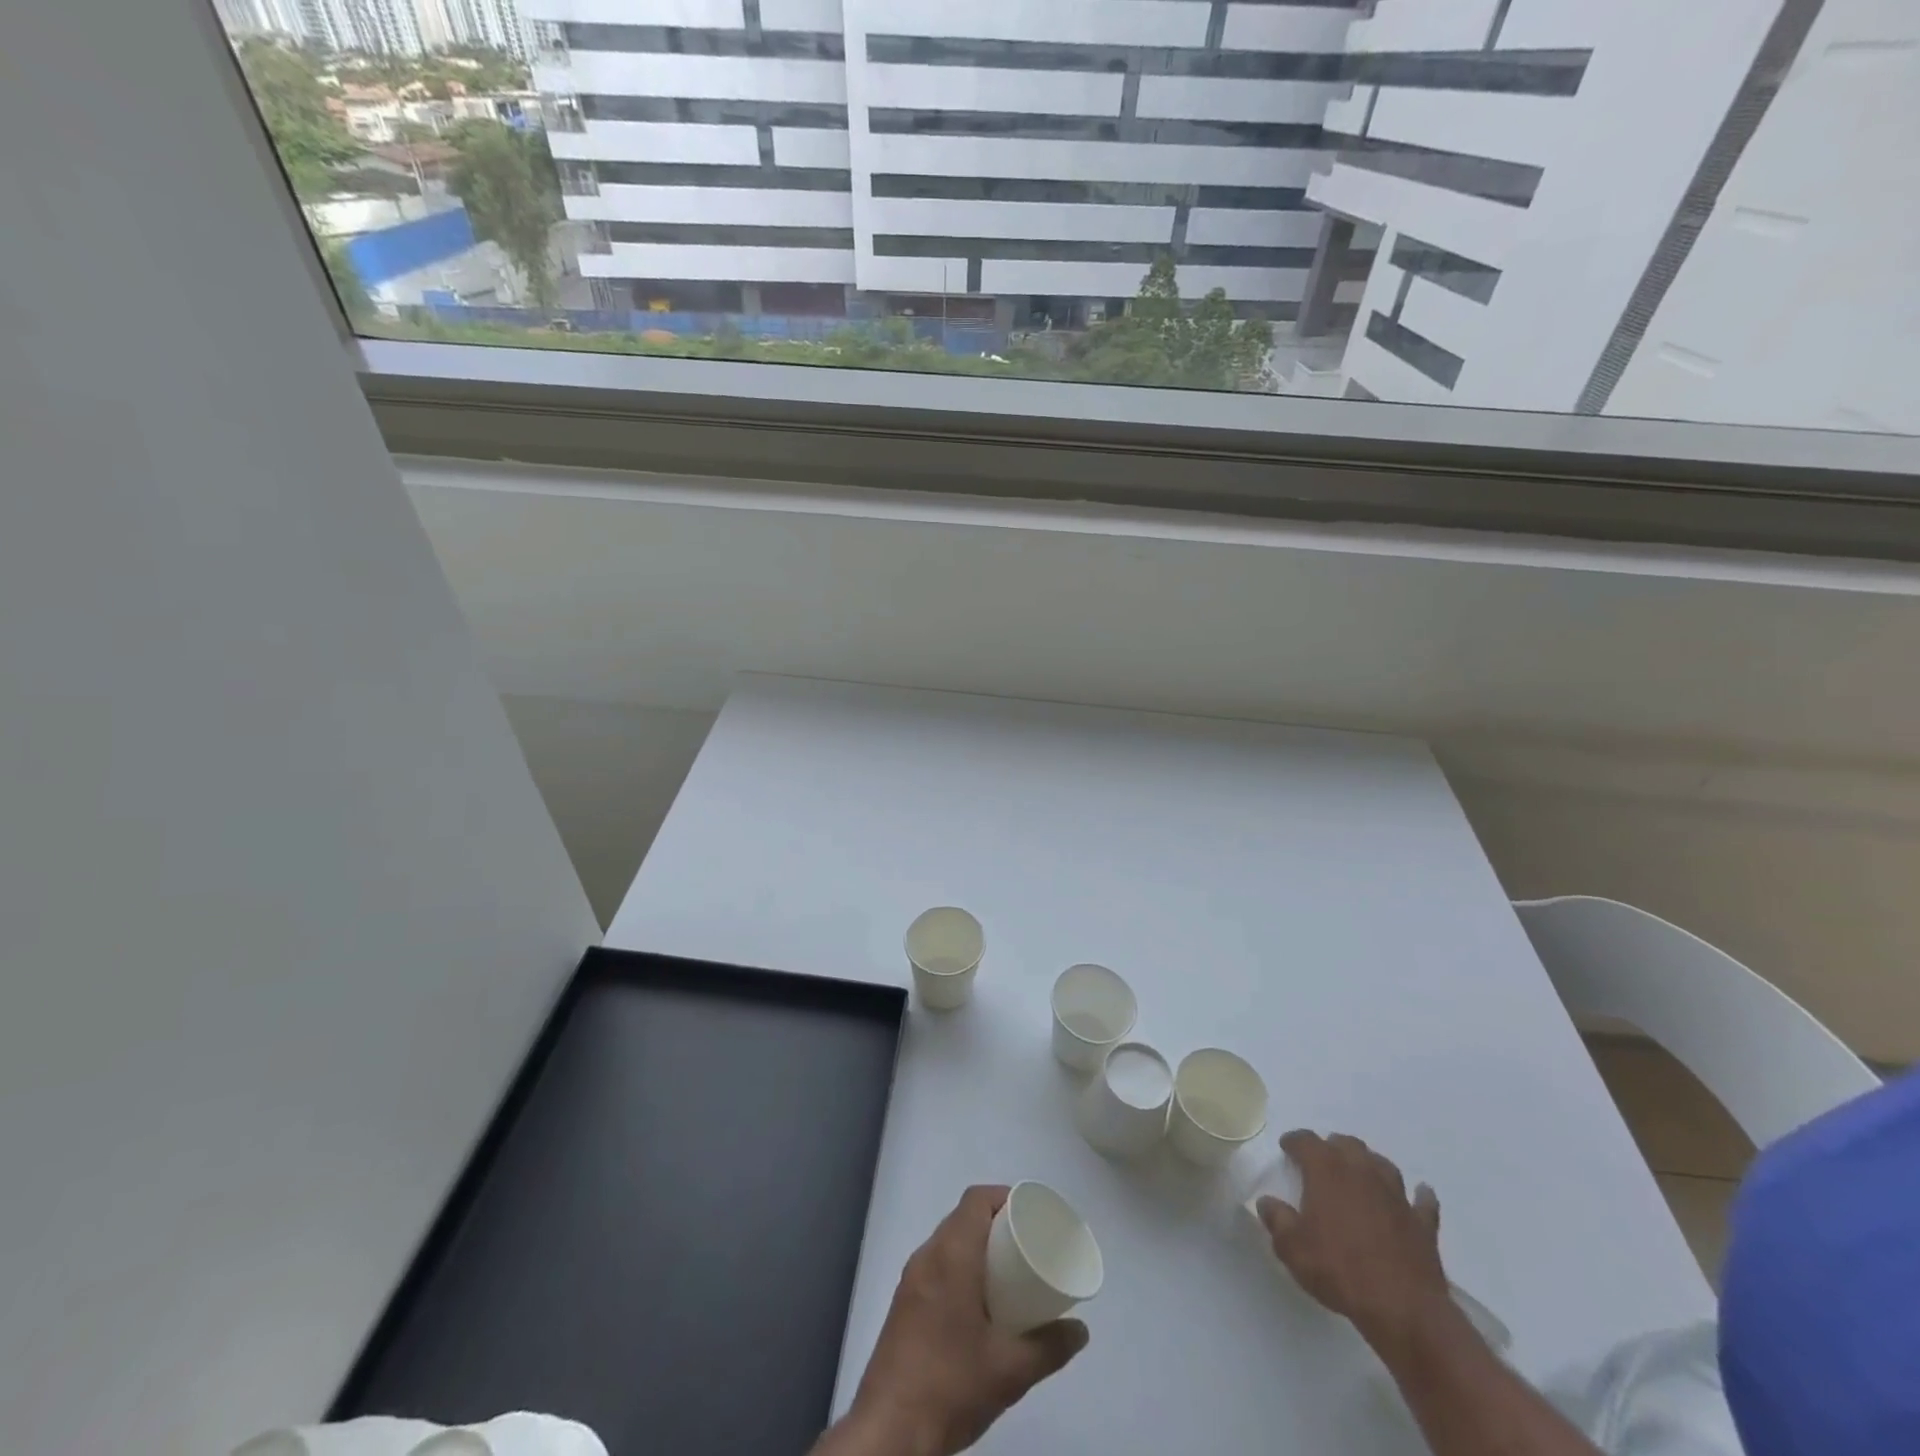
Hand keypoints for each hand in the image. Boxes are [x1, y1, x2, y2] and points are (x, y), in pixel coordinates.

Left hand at [831, 1185, 1088, 1455]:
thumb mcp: (1011, 1369)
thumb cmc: (952, 1384)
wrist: (890, 1431)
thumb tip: (1079, 1329)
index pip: (976, 1200)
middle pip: (962, 1217)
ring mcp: (910, 1280)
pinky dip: (960, 1268)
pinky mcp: (903, 1304)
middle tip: (1026, 1246)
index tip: (1030, 1215)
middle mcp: (927, 1256)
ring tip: (1008, 1274)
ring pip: (947, 1243)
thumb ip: (1050, 1346)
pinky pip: (936, 1266)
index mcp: (951, 1254)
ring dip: (976, 1247)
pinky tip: (979, 1303)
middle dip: (995, 1224)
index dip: (1004, 1197)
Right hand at [1256, 1131, 1454, 1357]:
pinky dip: (1418, 1196)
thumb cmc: (1339, 1270)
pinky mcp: (1422, 1223)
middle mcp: (1361, 1171)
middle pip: (1347, 1144)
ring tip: (1361, 1175)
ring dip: (1369, 1165)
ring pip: (1382, 1164)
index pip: (1306, 1141)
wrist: (1402, 1309)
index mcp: (1326, 1170)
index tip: (1287, 1148)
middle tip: (1322, 1164)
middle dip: (1332, 1148)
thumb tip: (1267, 1202)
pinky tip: (1418, 1195)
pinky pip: (1422, 1201)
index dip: (1294, 1141)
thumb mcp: (1292, 1248)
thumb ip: (1277, 1219)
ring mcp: (1396, 1195)